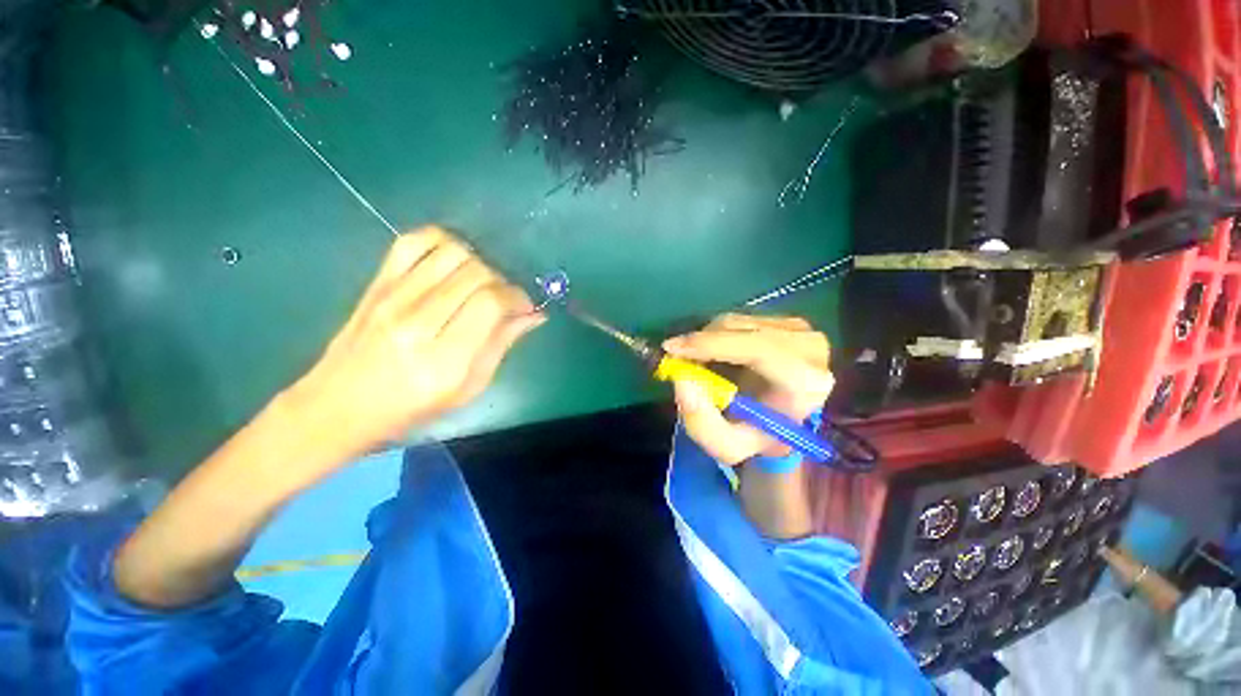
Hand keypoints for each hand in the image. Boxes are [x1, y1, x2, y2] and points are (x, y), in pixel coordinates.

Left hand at [281, 227, 544, 458]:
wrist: (339, 405)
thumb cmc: (412, 408)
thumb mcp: (469, 388)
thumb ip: (503, 344)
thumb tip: (534, 314)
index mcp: (444, 360)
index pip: (490, 303)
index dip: (516, 297)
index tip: (524, 306)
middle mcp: (416, 322)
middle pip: (475, 273)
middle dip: (502, 282)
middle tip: (505, 299)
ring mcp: (392, 298)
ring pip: (451, 252)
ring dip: (479, 262)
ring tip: (481, 282)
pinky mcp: (376, 283)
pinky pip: (413, 242)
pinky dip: (443, 241)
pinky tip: (453, 260)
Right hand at [663, 314, 833, 465]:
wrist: (779, 421)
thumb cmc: (755, 435)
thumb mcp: (726, 445)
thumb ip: (701, 422)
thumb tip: (681, 379)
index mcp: (805, 384)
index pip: (759, 350)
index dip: (712, 345)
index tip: (672, 349)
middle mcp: (810, 349)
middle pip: (744, 331)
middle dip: (703, 342)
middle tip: (675, 356)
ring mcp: (800, 330)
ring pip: (737, 321)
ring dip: (708, 338)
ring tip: (697, 362)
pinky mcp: (787, 321)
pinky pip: (739, 319)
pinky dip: (717, 334)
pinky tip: (715, 354)